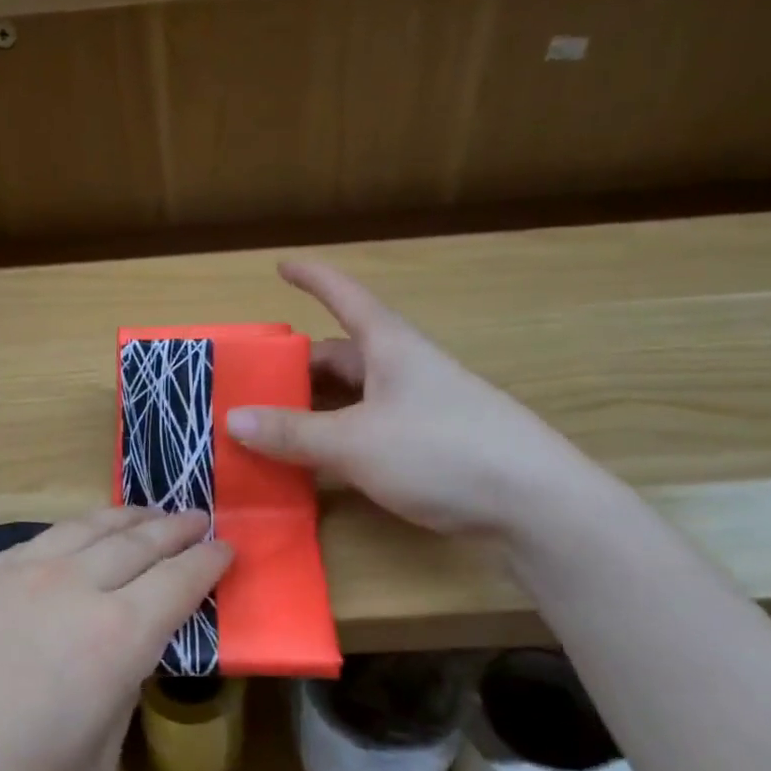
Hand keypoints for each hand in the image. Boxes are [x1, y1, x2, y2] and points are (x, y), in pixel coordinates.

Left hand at [0, 509, 229, 770]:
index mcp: (117, 637)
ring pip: (86, 527)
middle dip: (176, 527)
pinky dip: (72, 535)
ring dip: (127, 517)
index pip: (179, 580)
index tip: (226, 548)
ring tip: (148, 513)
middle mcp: (73, 587)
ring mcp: (17, 572)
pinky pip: (37, 541)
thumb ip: (119, 695)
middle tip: (199, 518)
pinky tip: (76, 541)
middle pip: (138, 541)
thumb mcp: (97, 763)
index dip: (209, 561)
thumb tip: (117, 660)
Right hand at [226, 260, 591, 537]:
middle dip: (299, 367)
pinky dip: (338, 439)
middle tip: (254, 385)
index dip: (313, 279)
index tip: (282, 266)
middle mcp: (406, 370)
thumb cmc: (442, 451)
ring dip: (315, 408)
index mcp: (391, 348)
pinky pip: (370, 430)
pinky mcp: (433, 446)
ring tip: (272, 427)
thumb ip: (293, 432)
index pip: (345, 298)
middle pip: (343, 356)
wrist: (537, 504)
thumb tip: (233, 418)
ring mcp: (422, 409)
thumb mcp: (355, 442)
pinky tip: (317, 463)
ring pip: (355, 398)